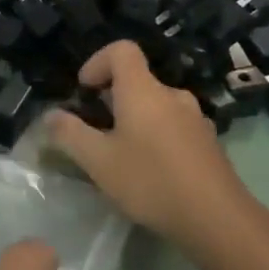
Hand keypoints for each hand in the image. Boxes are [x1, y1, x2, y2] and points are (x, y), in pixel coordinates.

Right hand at [45, 40, 257, 252]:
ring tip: (122, 155)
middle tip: (96, 131)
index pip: (121, 50)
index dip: (98, 62)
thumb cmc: (151, 181)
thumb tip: (50, 115)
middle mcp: (172, 95)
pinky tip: (152, 172)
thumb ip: (70, 134)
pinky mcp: (209, 143)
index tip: (85, 91)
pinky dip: (157, 137)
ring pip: (157, 106)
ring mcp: (195, 118)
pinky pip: (174, 126)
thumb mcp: (98, 161)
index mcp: (143, 90)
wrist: (218, 219)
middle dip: (112, 99)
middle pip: (138, 80)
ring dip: (135, 120)